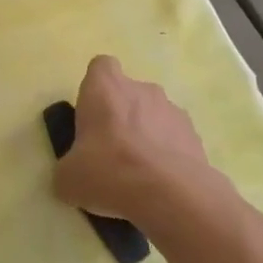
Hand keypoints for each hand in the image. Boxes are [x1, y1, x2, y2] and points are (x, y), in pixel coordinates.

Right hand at [53, 55, 208, 220]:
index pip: (100, 67)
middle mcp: (141, 89)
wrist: (170, 195)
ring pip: (154, 115)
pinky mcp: (194, 135)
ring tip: (140, 174)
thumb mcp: (68, 178)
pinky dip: (168, 154)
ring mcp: (172, 110)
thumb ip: (68, 169)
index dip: (96, 88)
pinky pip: (174, 139)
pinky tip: (161, 183)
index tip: (92, 115)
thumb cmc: (109, 171)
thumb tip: (72, 175)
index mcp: (105, 87)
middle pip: (128, 93)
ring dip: (146, 135)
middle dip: (121, 116)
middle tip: (111, 152)